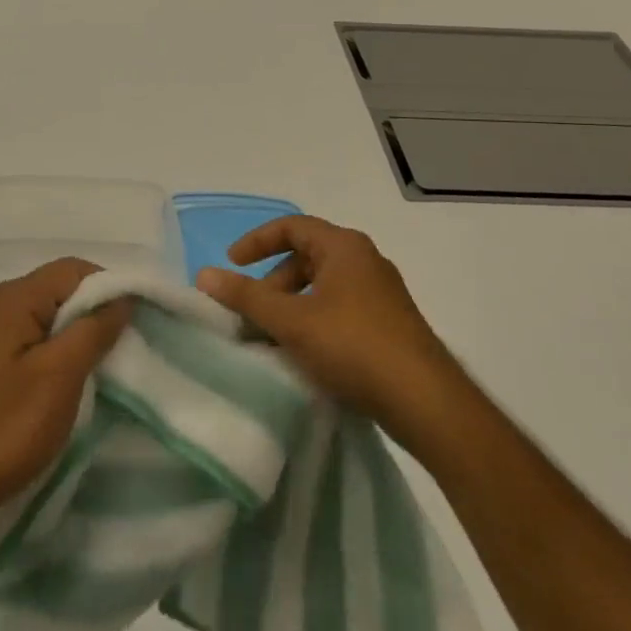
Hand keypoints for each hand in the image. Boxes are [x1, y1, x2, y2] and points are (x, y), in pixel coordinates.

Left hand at [0, 258, 130, 531]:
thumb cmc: (9, 425)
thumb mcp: (61, 374)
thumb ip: (94, 328)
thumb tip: (123, 297)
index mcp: (13, 298)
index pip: (73, 270)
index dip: (110, 287)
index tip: (139, 320)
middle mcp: (0, 305)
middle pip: (61, 289)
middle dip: (97, 310)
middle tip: (128, 344)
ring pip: (52, 316)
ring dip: (82, 333)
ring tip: (109, 363)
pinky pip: (38, 338)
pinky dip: (63, 350)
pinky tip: (78, 377)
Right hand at [196, 216, 468, 452]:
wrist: (427, 403)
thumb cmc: (354, 347)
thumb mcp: (291, 320)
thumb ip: (245, 296)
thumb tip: (203, 275)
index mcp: (344, 247)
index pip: (291, 226)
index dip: (257, 241)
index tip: (232, 264)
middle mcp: (366, 262)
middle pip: (306, 257)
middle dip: (272, 282)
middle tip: (251, 311)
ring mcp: (381, 295)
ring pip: (322, 287)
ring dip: (290, 305)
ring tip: (272, 337)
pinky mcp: (389, 325)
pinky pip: (339, 309)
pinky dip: (313, 321)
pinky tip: (303, 353)